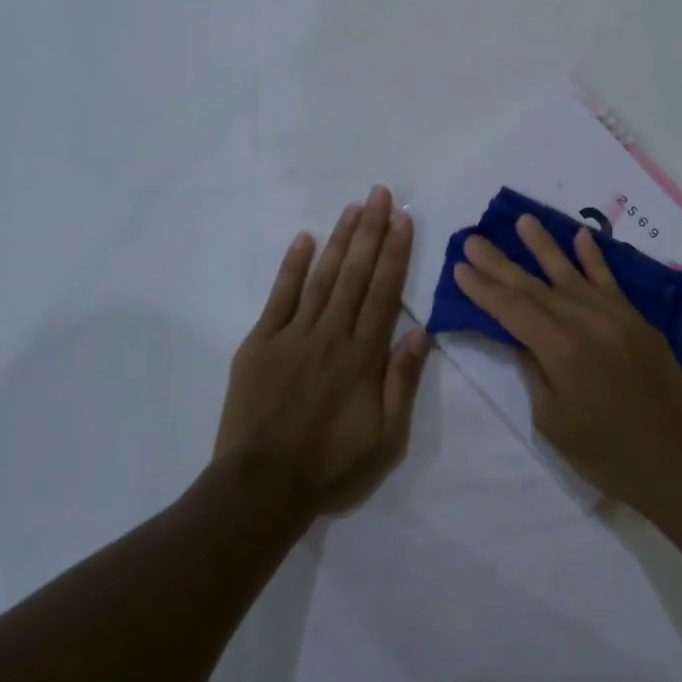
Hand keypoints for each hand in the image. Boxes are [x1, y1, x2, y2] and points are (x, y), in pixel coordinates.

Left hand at [215, 186, 431, 513]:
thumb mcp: (386, 438)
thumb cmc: (331, 465)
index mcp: (363, 357)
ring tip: (352, 207)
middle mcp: (330, 335)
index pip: (384, 293)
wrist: (261, 488)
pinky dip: (292, 266)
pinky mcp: (260, 344)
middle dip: (370, 231)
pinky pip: (279, 297)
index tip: (403, 219)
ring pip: (321, 277)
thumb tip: (421, 332)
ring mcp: (292, 336)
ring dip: (339, 240)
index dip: (395, 253)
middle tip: (379, 194)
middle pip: (354, 274)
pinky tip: (304, 239)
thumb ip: (402, 382)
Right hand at [451, 215, 681, 509]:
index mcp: (562, 350)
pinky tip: (581, 236)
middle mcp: (588, 322)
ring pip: (572, 275)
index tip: (459, 267)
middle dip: (501, 263)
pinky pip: (611, 282)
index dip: (483, 289)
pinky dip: (594, 259)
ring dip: (544, 246)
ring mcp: (617, 317)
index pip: (513, 309)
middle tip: (473, 239)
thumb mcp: (553, 420)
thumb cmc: (606, 454)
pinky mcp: (637, 321)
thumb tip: (521, 337)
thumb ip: (535, 370)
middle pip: (535, 286)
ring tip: (522, 220)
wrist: (679, 460)